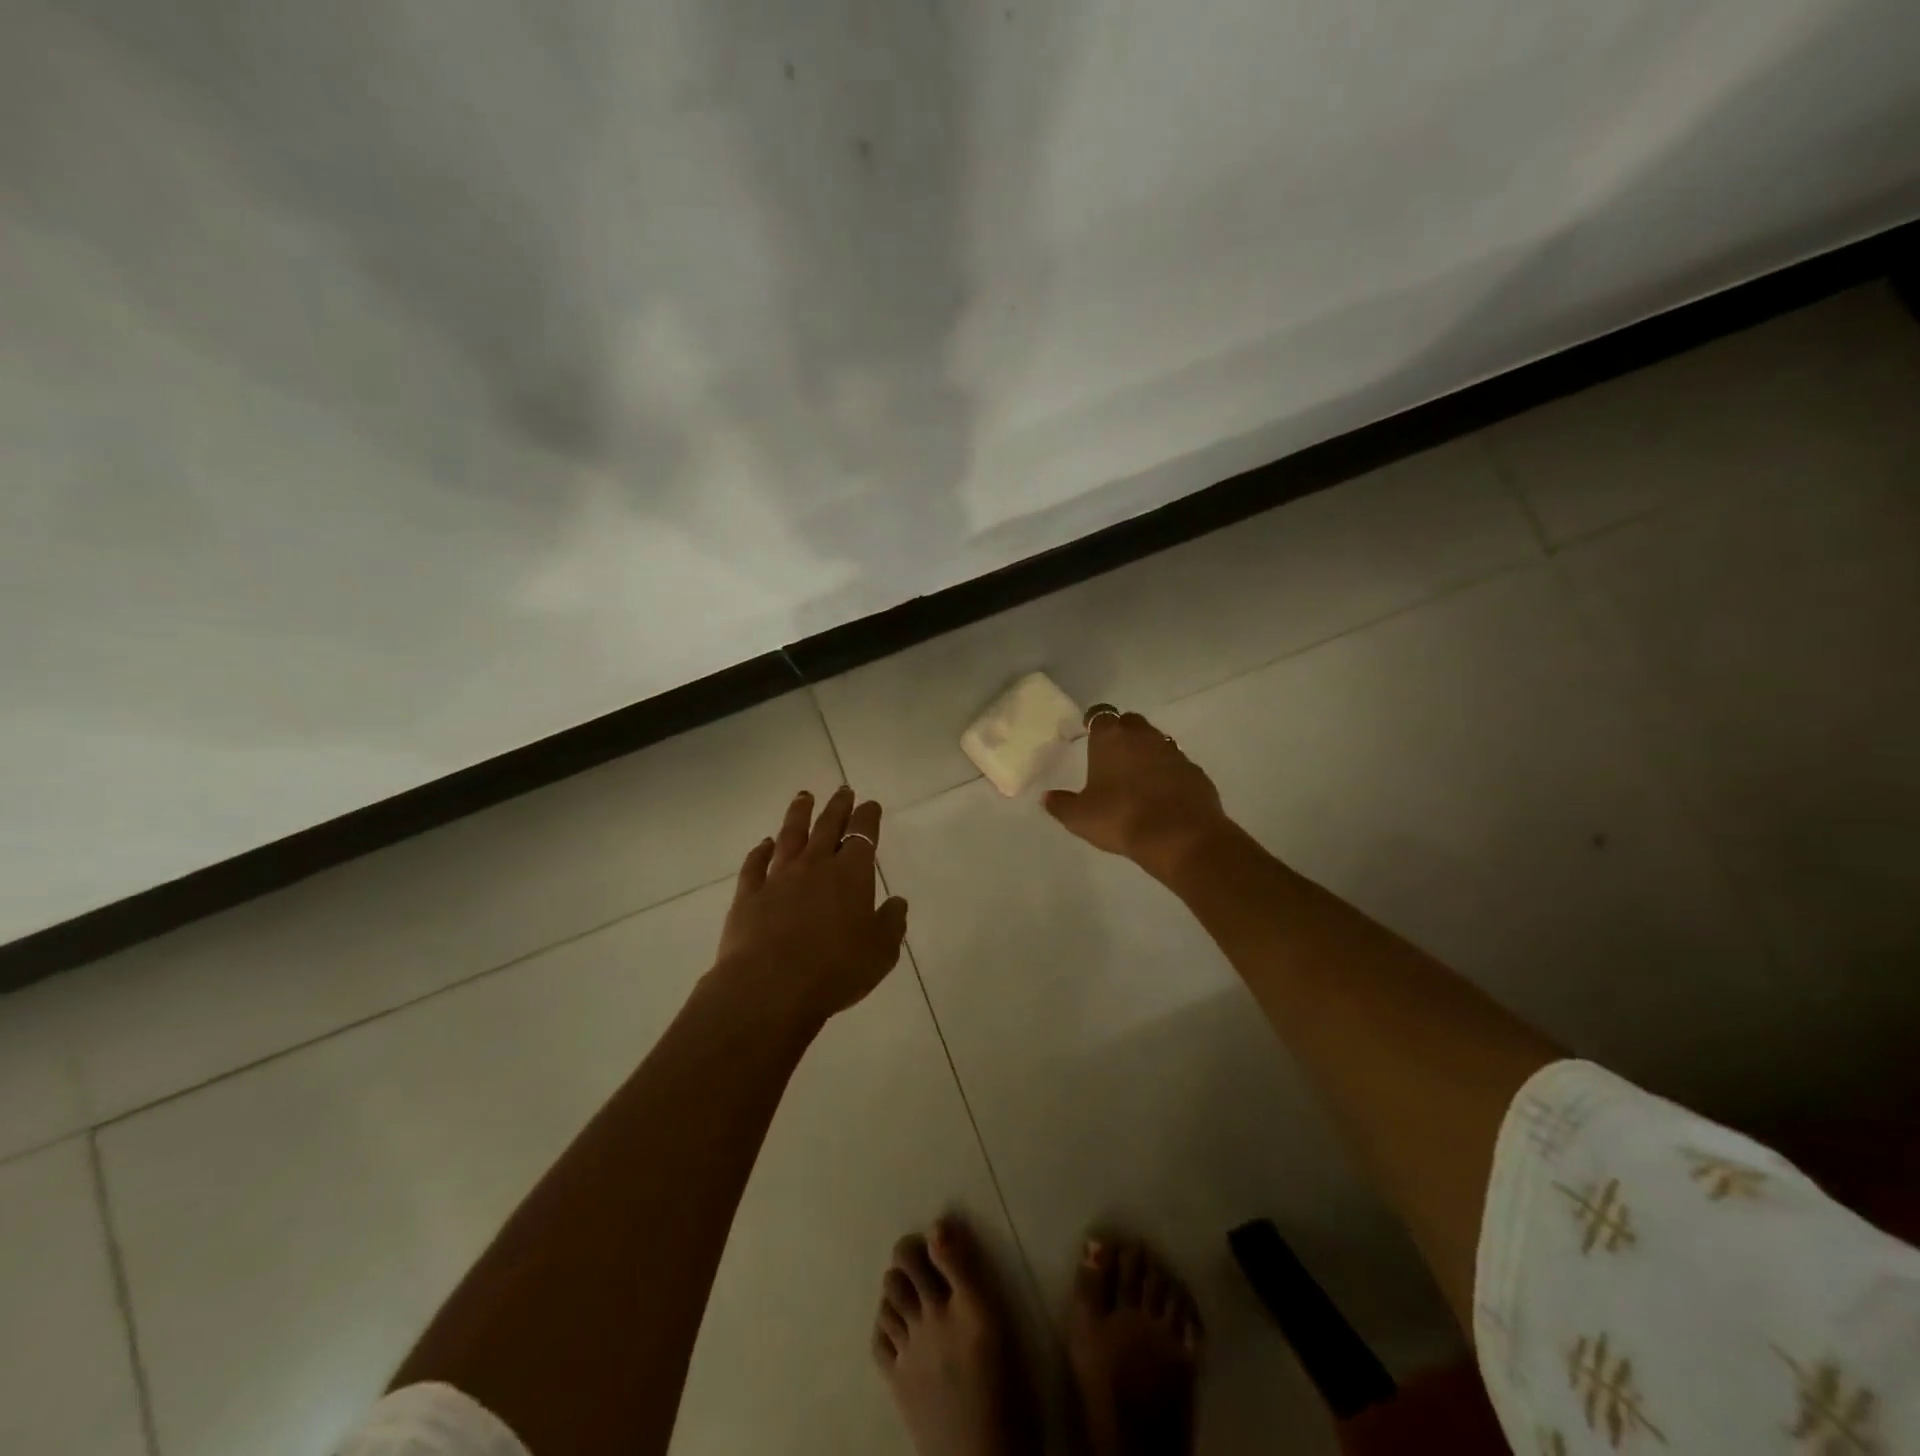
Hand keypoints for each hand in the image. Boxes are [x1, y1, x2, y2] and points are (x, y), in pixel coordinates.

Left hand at [712, 786, 909, 1024]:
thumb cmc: (835, 970)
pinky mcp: (749, 895)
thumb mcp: (880, 952)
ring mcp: (778, 878)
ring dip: (798, 814)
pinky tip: (763, 844)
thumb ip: (891, 923)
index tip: (870, 805)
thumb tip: (897, 902)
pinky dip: (760, 851)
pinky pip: (755, 864)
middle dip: (837, 806)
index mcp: (850, 874)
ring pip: (790, 836)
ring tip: (804, 797)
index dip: (868, 817)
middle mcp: (814, 866)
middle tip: (842, 790)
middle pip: (827, 826)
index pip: (862, 834)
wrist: (770, 988)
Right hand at [1044, 710, 1232, 881]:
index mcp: (1110, 738)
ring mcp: (1173, 751)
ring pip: (1156, 741)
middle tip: (1112, 755)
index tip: (1089, 733)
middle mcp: (1143, 736)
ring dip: (1146, 753)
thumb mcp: (1080, 817)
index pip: (1099, 715)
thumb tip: (1047, 797)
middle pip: (1130, 722)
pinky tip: (1162, 795)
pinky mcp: (1195, 771)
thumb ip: (1061, 804)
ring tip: (1137, 777)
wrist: (1180, 836)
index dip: (1093, 722)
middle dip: (1122, 733)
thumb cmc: (1121, 818)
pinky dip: (1168, 773)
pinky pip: (1176, 765)